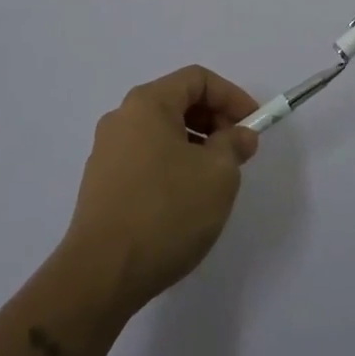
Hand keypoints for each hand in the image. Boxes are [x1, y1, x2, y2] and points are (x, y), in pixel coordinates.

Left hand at [60, 65, 261, 315]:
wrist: (101, 276)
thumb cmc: (166, 211)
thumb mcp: (218, 174)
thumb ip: (234, 145)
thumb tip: (239, 135)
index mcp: (147, 103)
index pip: (197, 79)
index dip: (232, 96)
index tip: (253, 125)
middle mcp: (122, 118)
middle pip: (177, 102)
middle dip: (214, 121)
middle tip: (238, 152)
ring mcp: (106, 152)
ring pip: (162, 133)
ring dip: (195, 145)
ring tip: (215, 180)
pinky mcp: (100, 185)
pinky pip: (146, 158)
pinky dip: (172, 165)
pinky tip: (185, 200)